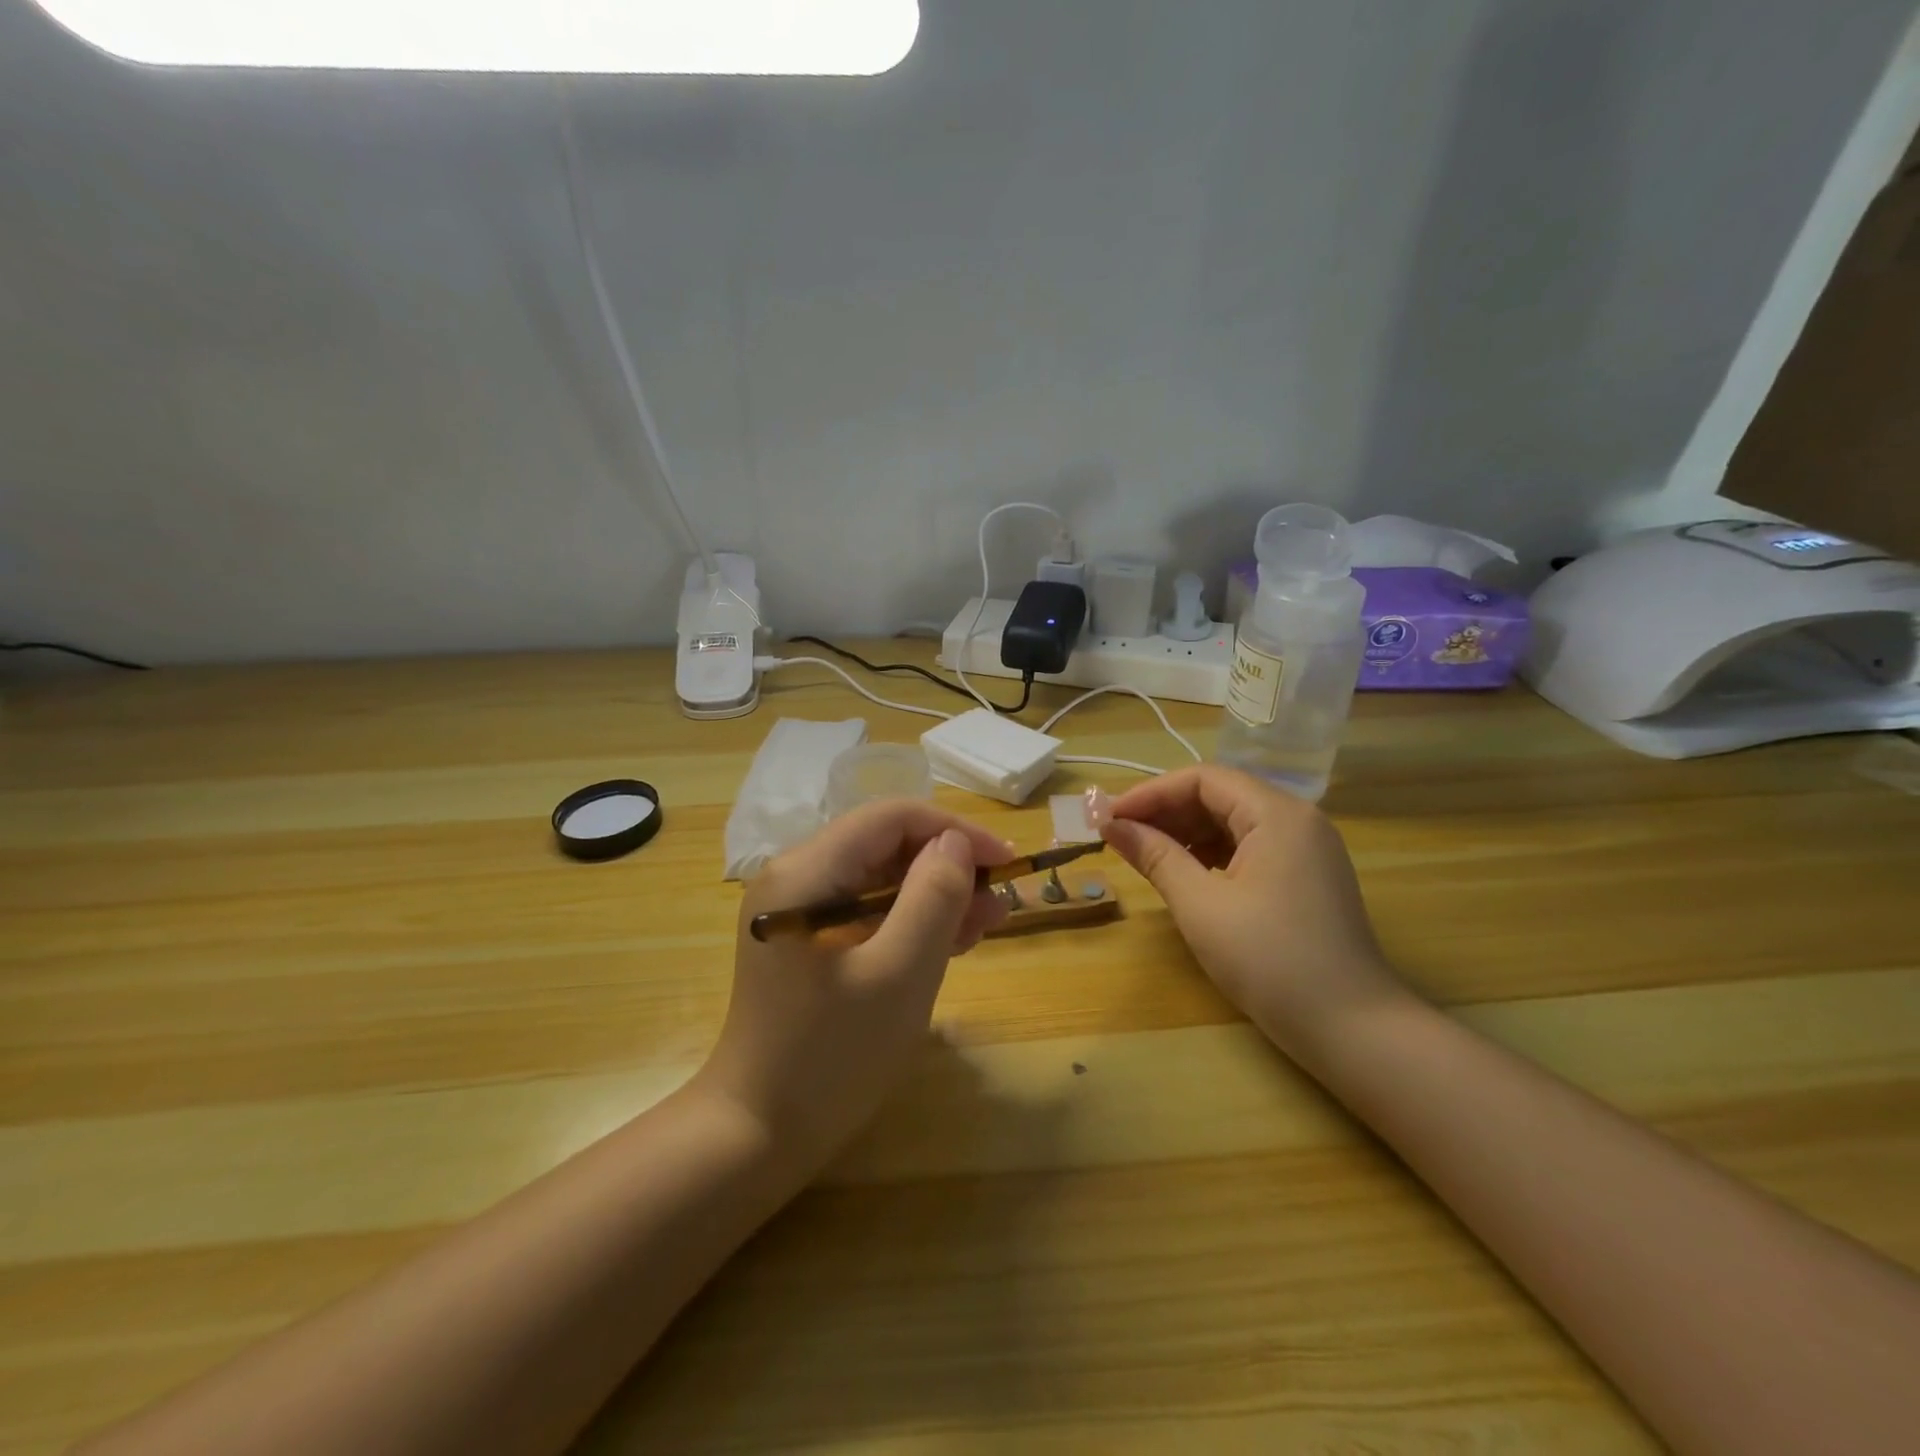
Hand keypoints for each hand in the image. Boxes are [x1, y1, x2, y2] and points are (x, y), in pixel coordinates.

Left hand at [697, 801, 1015, 1168]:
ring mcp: (797, 909)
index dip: (955, 830)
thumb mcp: (899, 973)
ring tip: (986, 927)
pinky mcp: (805, 940)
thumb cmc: (831, 1055)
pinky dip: (910, 921)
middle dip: (948, 868)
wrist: (756, 1134)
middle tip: (1002, 905)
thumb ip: (932, 896)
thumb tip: (954, 844)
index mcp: (806, 871)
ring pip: (881, 878)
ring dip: (935, 896)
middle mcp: (795, 876)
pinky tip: (950, 943)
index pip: (892, 817)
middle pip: (886, 846)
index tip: (1006, 861)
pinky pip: (867, 911)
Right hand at [1103, 765, 1407, 1061]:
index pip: (1203, 779)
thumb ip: (1155, 856)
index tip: (1110, 818)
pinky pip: (1250, 846)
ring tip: (1145, 855)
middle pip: (1220, 795)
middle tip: (1121, 836)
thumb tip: (1112, 826)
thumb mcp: (1201, 906)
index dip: (1150, 793)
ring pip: (1234, 821)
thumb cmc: (1270, 961)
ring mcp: (1307, 848)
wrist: (1353, 1029)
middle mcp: (1297, 819)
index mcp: (1277, 814)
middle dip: (1166, 811)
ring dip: (1187, 832)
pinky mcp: (1307, 876)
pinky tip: (1186, 873)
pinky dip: (1212, 852)